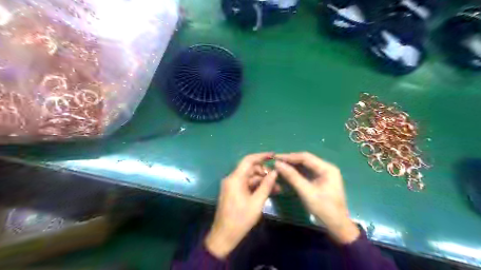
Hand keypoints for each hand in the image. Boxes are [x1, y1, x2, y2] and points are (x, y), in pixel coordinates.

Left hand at [203, 153, 277, 257]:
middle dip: (265, 172)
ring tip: (277, 188)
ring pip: (250, 178)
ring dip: (262, 181)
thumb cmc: (240, 219)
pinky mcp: (233, 192)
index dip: (262, 156)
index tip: (274, 156)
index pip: (249, 160)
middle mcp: (232, 179)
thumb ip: (266, 185)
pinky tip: (268, 192)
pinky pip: (246, 185)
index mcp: (235, 178)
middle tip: (278, 178)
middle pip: (250, 169)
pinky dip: (256, 187)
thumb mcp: (257, 202)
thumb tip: (275, 172)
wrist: (224, 236)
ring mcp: (232, 185)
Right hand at [273, 152, 358, 243]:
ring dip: (292, 166)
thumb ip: (292, 177)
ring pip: (305, 165)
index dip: (289, 157)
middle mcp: (326, 167)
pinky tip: (287, 173)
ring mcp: (324, 173)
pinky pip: (306, 172)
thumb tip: (277, 164)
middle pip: (305, 160)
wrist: (337, 226)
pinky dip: (296, 172)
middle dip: (290, 160)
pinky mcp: (320, 180)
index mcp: (327, 168)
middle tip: (275, 162)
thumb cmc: (324, 209)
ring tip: (279, 166)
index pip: (305, 157)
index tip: (276, 158)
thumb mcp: (306, 192)